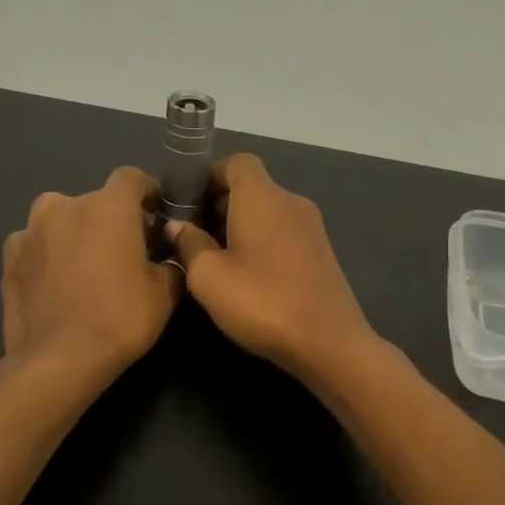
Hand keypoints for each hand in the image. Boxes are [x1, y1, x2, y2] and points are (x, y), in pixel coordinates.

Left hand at [2, 167, 181, 378]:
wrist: (59, 358)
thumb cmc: (120, 318)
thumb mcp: (165, 294)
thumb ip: (171, 263)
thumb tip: (168, 256)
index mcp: (109, 206)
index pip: (132, 178)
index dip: (147, 192)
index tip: (156, 214)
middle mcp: (66, 205)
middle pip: (95, 201)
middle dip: (111, 220)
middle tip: (123, 251)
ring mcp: (31, 229)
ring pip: (60, 219)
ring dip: (74, 232)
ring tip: (84, 265)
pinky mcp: (9, 257)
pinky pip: (35, 245)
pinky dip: (47, 255)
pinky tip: (54, 282)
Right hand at [168, 154, 378, 380]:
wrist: (328, 342)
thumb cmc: (261, 302)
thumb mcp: (209, 276)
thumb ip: (189, 244)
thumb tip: (176, 225)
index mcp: (262, 197)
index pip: (236, 162)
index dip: (209, 175)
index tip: (187, 202)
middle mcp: (291, 202)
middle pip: (252, 186)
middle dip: (220, 202)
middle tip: (193, 234)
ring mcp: (312, 227)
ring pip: (268, 210)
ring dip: (240, 223)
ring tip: (216, 257)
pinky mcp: (321, 252)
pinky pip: (283, 231)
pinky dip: (261, 239)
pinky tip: (247, 273)